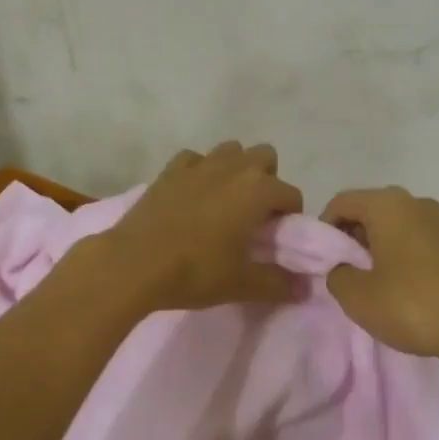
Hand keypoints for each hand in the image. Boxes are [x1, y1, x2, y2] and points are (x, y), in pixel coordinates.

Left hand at [82, 142, 303, 312]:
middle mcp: (233, 167)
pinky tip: (194, 194)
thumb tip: (305, 289)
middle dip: (268, 180)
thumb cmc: (194, 271)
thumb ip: (278, 284)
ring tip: (227, 201)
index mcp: (257, 190)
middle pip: (265, 157)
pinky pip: (195, 158)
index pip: (290, 194)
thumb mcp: (241, 284)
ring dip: (236, 168)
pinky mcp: (170, 169)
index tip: (278, 238)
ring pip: (231, 150)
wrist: (133, 263)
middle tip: (256, 215)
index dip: (290, 216)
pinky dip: (201, 170)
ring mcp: (199, 164)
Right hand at [321, 187, 438, 362]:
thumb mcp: (358, 297)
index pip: (340, 202)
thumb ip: (336, 275)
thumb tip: (342, 268)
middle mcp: (413, 201)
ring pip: (390, 226)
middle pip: (366, 211)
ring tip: (370, 285)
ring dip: (374, 249)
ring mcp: (438, 220)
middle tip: (343, 275)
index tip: (321, 262)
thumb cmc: (414, 305)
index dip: (323, 230)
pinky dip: (397, 255)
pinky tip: (399, 288)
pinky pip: (412, 238)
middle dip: (349, 239)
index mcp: (386, 204)